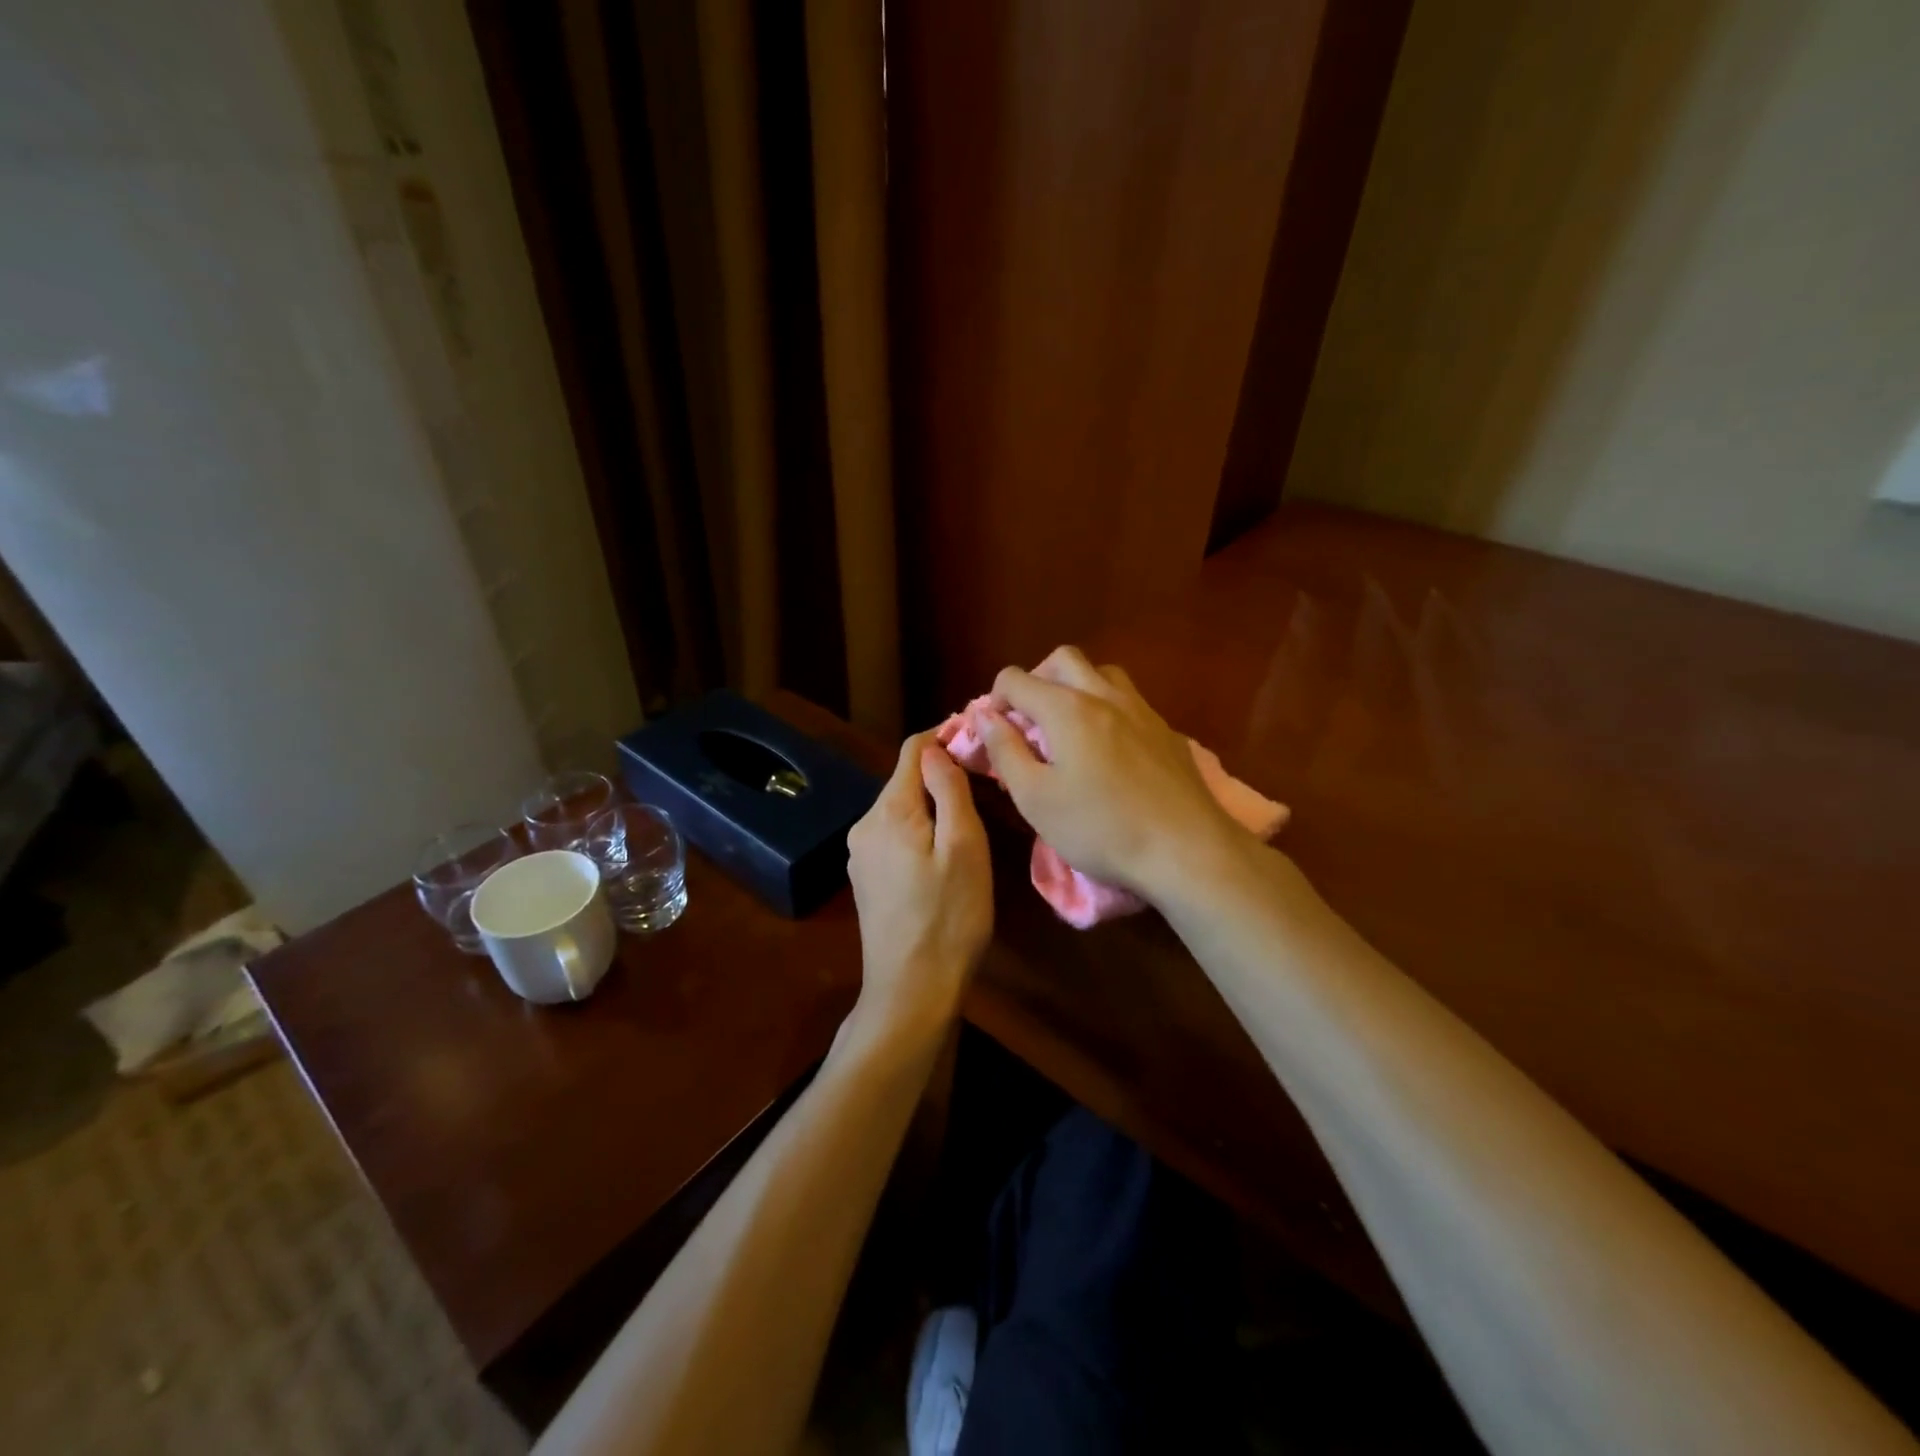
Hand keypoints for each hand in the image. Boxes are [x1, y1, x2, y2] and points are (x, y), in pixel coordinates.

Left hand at [845, 731, 992, 1039]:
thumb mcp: (964, 848)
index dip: (944, 735)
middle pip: (905, 780)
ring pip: (901, 809)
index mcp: (888, 811)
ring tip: (972, 812)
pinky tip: (944, 849)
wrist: (911, 991)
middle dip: (940, 771)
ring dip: (932, 802)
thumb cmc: (949, 917)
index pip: (912, 751)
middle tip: (985, 778)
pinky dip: (920, 829)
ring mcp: (861, 854)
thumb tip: (937, 746)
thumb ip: (949, 790)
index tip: (979, 736)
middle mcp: (865, 825)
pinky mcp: (866, 879)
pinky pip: (895, 835)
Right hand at [976, 646, 1242, 898]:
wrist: (1186, 849)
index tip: (996, 733)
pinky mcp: (1166, 730)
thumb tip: (984, 717)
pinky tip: (1109, 748)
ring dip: (1077, 686)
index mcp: (1066, 708)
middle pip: (1063, 659)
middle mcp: (1104, 695)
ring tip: (1069, 727)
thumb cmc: (1100, 828)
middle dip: (1037, 679)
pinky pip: (1129, 700)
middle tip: (1030, 720)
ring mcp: (1141, 710)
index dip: (995, 700)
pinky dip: (1107, 707)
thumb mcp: (1036, 798)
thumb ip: (1005, 751)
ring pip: (1102, 673)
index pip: (1017, 679)